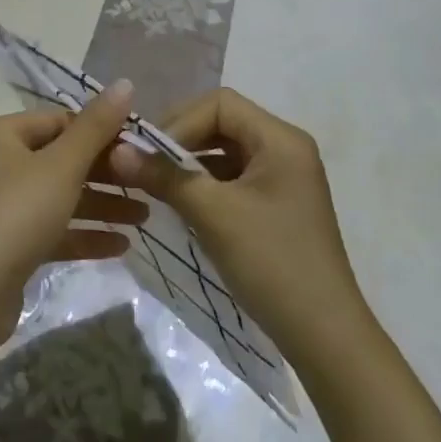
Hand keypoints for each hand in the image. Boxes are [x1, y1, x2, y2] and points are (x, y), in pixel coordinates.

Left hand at [0, 82, 146, 392]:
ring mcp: (1, 206)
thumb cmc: (16, 216)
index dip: (101, 131)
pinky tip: (122, 245)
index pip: (59, 120)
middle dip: (106, 173)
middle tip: (148, 184)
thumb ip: (96, 127)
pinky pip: (52, 229)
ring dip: (101, 205)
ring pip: (60, 196)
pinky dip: (83, 234)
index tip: (140, 148)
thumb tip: (125, 83)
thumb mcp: (62, 167)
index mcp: (0, 134)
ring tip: (145, 217)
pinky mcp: (8, 244)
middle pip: (61, 159)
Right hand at [109, 88, 368, 371]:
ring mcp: (283, 178)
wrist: (325, 337)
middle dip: (181, 140)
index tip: (148, 153)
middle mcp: (285, 148)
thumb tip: (116, 149)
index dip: (180, 121)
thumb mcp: (214, 214)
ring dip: (189, 163)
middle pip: (222, 123)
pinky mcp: (277, 205)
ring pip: (225, 152)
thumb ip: (165, 176)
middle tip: (144, 165)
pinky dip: (205, 184)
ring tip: (156, 184)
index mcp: (281, 139)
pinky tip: (181, 204)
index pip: (220, 104)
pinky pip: (233, 178)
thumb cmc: (272, 263)